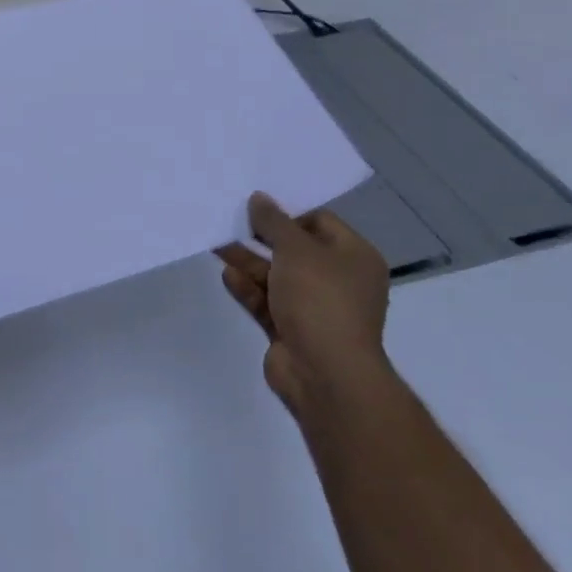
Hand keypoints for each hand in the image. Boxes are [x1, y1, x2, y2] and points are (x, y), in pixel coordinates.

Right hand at [215, 192, 391, 421]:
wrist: (325, 374)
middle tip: (230, 219)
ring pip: (276, 276)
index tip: (254, 205)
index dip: (288, 212)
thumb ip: (274, 222)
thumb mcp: (296, 250)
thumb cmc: (320, 300)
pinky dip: (248, 288)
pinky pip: (267, 301)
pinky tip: (227, 276)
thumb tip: (259, 198)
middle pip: (295, 249)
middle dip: (262, 237)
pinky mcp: (291, 329)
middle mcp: (339, 280)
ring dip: (249, 261)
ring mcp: (315, 308)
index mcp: (355, 257)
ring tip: (217, 244)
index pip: (320, 222)